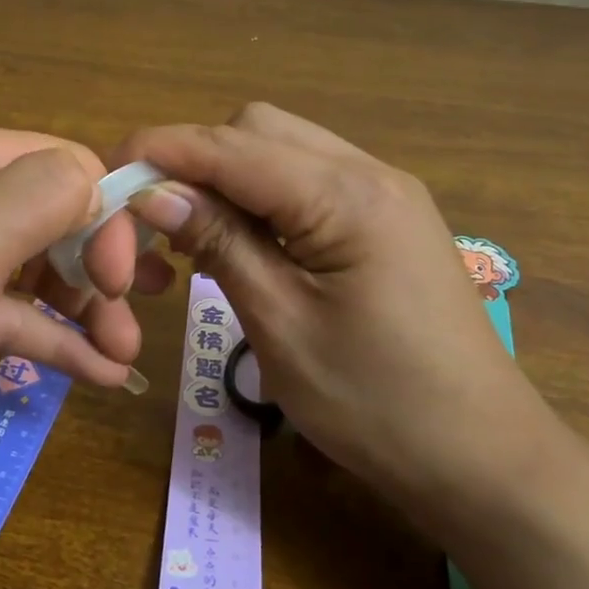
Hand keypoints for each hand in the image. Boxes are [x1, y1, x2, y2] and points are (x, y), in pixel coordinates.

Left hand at [0, 123, 168, 444]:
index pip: (73, 170)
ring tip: (123, 358)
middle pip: (62, 221)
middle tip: (135, 319)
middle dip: (105, 269)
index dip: (109, 218)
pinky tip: (97, 375)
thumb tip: (102, 185)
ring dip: (86, 312)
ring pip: (40, 274)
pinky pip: (10, 317)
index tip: (123, 279)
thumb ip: (49, 194)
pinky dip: (52, 341)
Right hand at [120, 103, 572, 519]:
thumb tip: (153, 192)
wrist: (481, 458)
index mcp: (348, 196)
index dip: (163, 151)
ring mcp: (384, 193)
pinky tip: (239, 240)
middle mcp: (370, 173)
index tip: (107, 171)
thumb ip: (219, 244)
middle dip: (195, 158)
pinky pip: (305, 181)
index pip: (232, 147)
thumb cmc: (376, 404)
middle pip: (258, 129)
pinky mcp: (385, 219)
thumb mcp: (280, 324)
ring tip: (188, 231)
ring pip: (281, 149)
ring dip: (225, 176)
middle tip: (151, 215)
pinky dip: (259, 196)